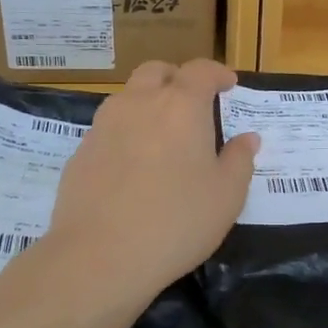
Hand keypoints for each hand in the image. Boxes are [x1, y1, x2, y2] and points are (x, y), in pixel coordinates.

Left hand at [43, 59, 257, 305]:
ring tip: (163, 134)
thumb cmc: (177, 221)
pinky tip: (134, 166)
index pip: (200, 70)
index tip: (228, 85)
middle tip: (193, 102)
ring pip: (128, 96)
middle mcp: (139, 104)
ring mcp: (104, 126)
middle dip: (177, 78)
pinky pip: (109, 128)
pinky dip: (126, 132)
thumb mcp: (227, 195)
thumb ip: (239, 160)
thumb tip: (247, 138)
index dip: (217, 73)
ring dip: (148, 102)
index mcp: (181, 106)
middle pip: (157, 71)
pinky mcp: (81, 152)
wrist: (99, 256)